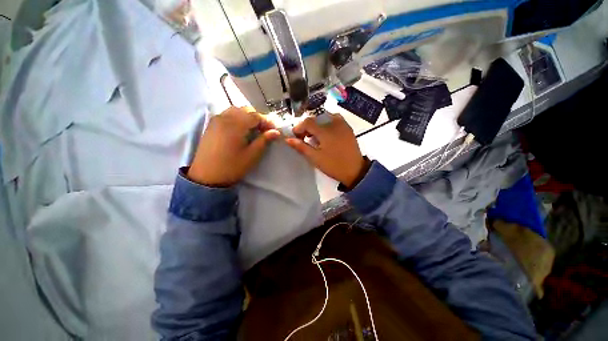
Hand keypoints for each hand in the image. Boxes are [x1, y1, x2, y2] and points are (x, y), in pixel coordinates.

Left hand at [188, 107, 279, 186]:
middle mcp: (224, 118)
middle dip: (257, 118)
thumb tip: (276, 132)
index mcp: (235, 125)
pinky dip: (237, 118)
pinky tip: (240, 130)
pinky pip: (226, 115)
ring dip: (247, 117)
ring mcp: (216, 120)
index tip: (274, 130)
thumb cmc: (232, 167)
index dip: (267, 122)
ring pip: (235, 110)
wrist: (207, 177)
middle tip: (264, 131)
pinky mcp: (211, 125)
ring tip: (253, 130)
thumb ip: (264, 141)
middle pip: (245, 110)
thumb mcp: (252, 155)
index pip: (255, 116)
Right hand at [285, 113, 368, 187]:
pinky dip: (328, 123)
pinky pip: (336, 119)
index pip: (308, 122)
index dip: (299, 127)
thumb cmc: (333, 165)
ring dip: (317, 124)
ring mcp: (343, 125)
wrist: (355, 170)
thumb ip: (301, 147)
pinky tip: (326, 132)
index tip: (295, 136)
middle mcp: (334, 124)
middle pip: (316, 119)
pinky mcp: (348, 128)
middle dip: (307, 126)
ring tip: (315, 135)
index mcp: (325, 131)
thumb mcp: (315, 158)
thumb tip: (288, 139)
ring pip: (326, 117)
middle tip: (304, 137)